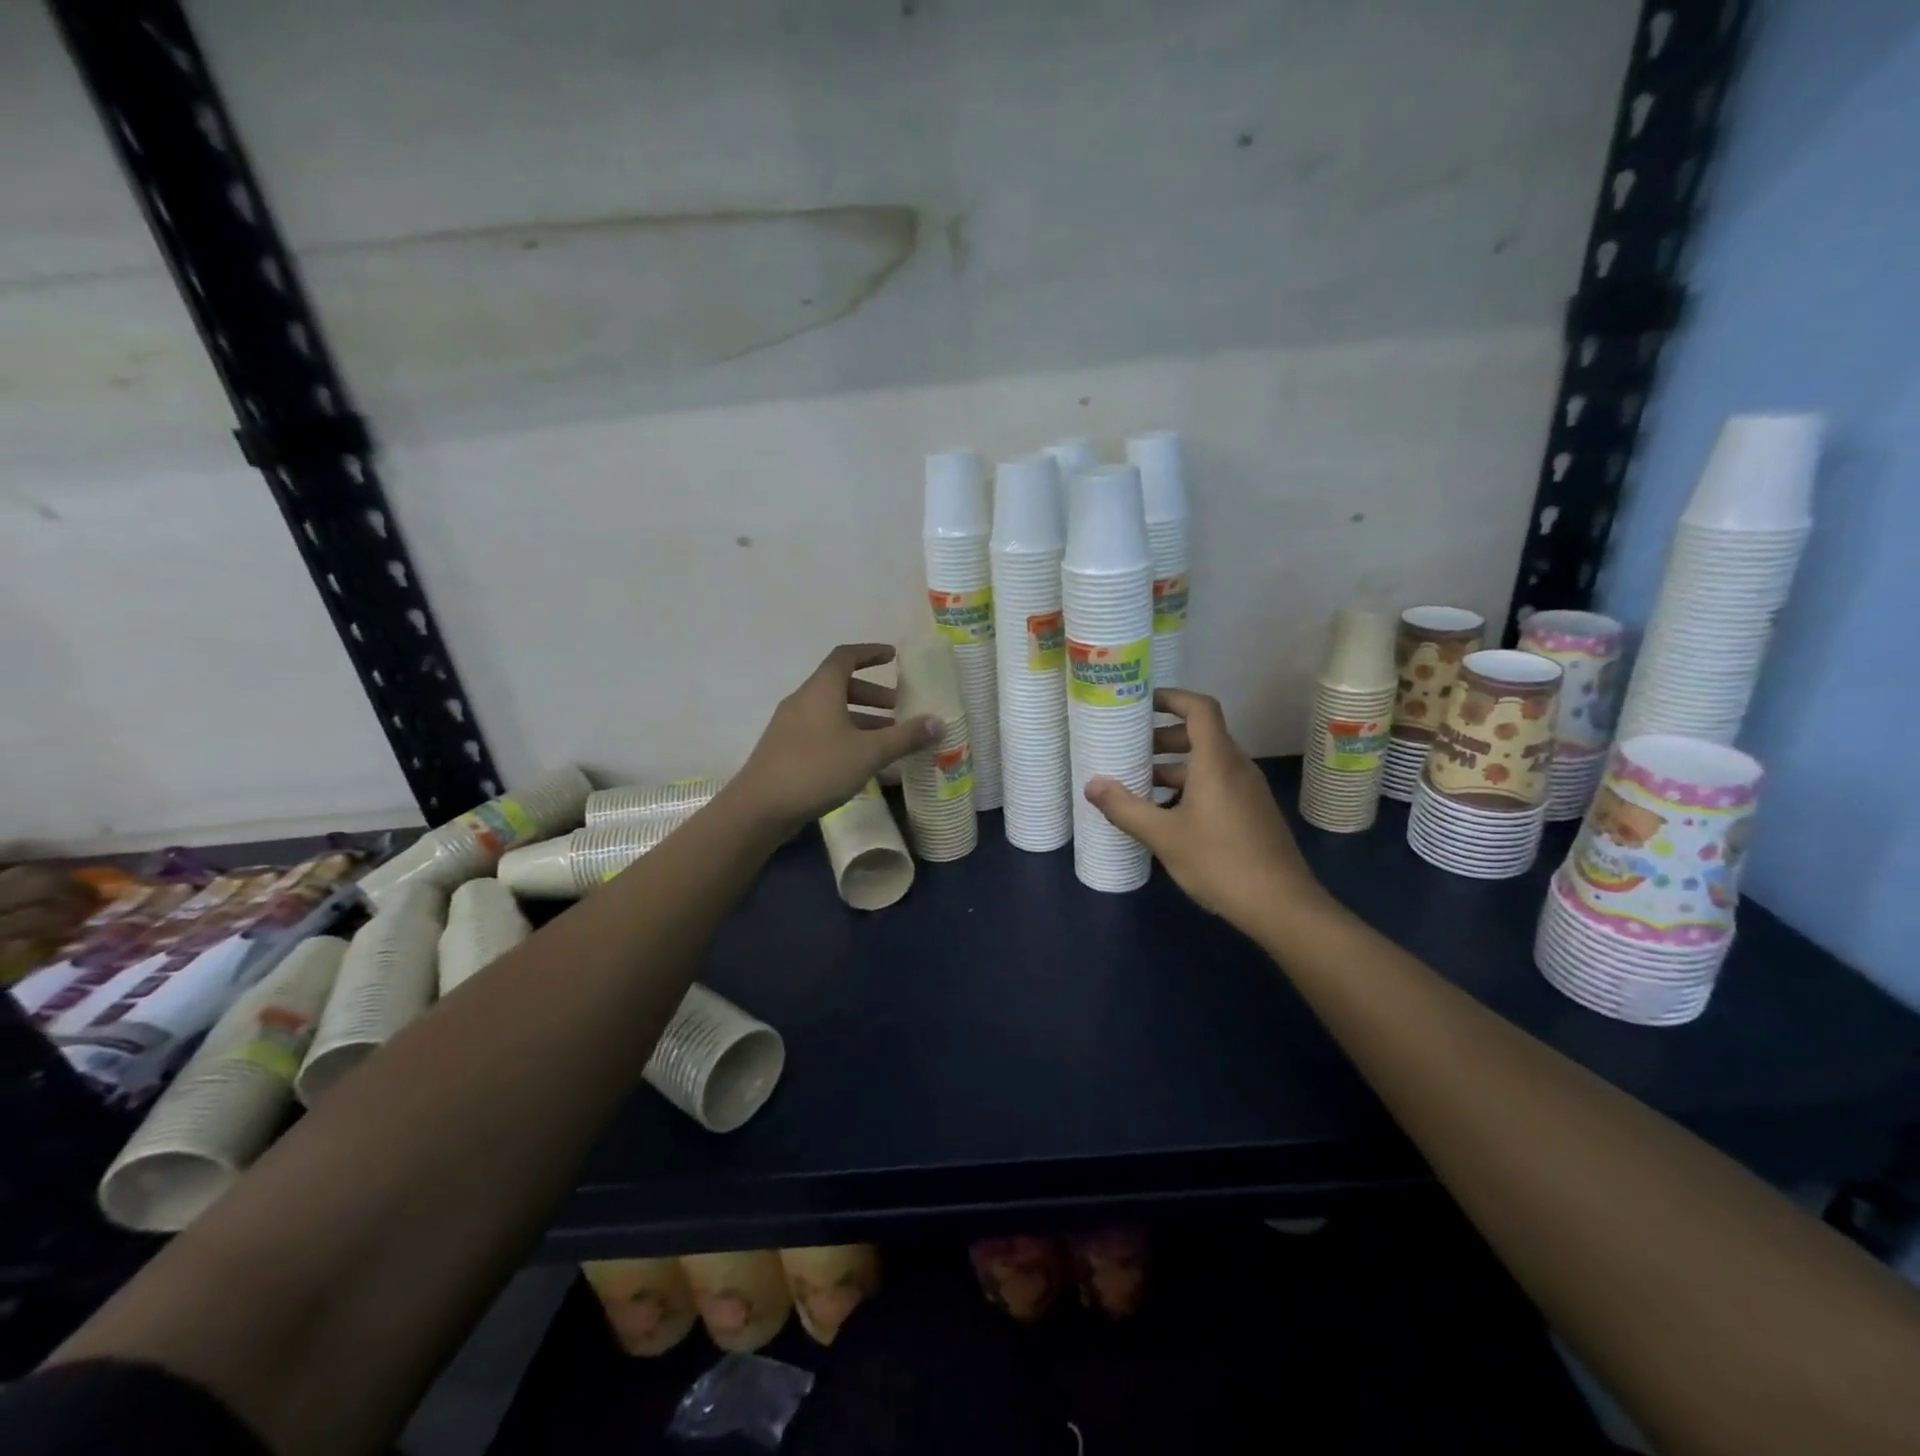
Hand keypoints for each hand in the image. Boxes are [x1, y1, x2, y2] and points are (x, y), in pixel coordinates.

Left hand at [729, 644, 940, 837]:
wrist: (760, 807)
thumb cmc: (817, 769)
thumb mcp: (868, 753)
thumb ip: (904, 737)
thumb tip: (939, 722)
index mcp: (821, 690)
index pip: (846, 657)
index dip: (871, 653)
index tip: (893, 657)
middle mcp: (803, 700)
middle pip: (840, 685)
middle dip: (873, 694)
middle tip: (899, 708)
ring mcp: (790, 726)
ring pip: (831, 711)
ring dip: (861, 718)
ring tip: (888, 738)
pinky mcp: (785, 749)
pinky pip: (821, 731)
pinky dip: (845, 735)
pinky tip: (861, 761)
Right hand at [1084, 689, 1326, 932]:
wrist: (1282, 906)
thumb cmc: (1220, 863)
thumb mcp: (1163, 836)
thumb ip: (1125, 808)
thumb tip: (1092, 785)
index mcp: (1217, 761)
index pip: (1200, 708)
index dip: (1171, 697)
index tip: (1140, 703)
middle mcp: (1236, 767)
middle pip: (1201, 734)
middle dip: (1163, 736)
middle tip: (1129, 748)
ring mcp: (1248, 791)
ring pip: (1207, 763)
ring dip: (1173, 766)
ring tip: (1138, 783)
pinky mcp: (1252, 813)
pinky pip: (1217, 784)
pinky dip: (1189, 786)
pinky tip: (1165, 814)